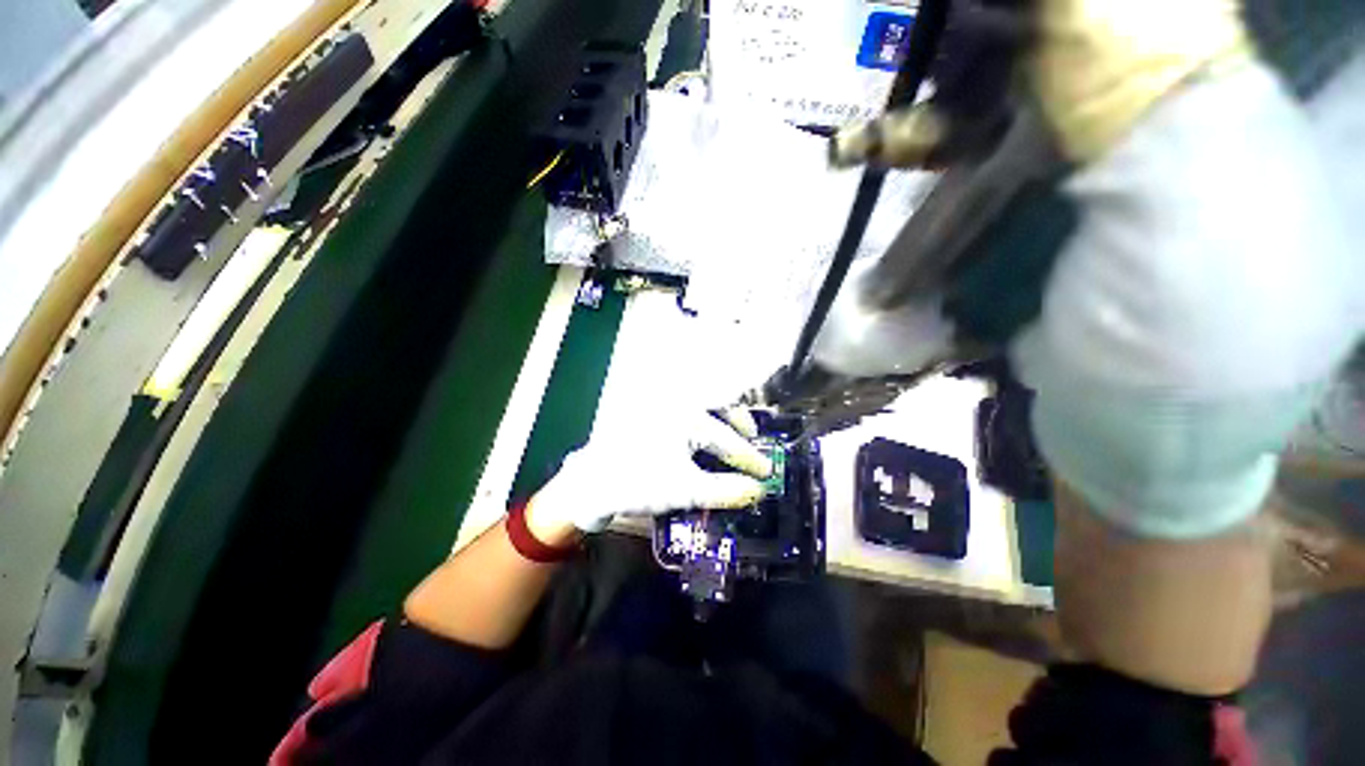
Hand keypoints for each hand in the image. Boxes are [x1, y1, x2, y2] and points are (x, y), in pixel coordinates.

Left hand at [526, 409, 773, 538]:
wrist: (593, 482)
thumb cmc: (640, 482)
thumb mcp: (685, 490)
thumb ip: (726, 490)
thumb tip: (758, 490)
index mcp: (688, 415)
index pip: (728, 439)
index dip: (750, 458)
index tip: (767, 471)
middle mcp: (678, 401)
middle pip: (719, 404)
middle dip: (740, 423)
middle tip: (753, 439)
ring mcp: (664, 404)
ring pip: (704, 403)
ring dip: (723, 416)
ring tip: (735, 432)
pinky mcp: (654, 410)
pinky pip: (689, 408)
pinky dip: (704, 418)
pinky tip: (708, 434)